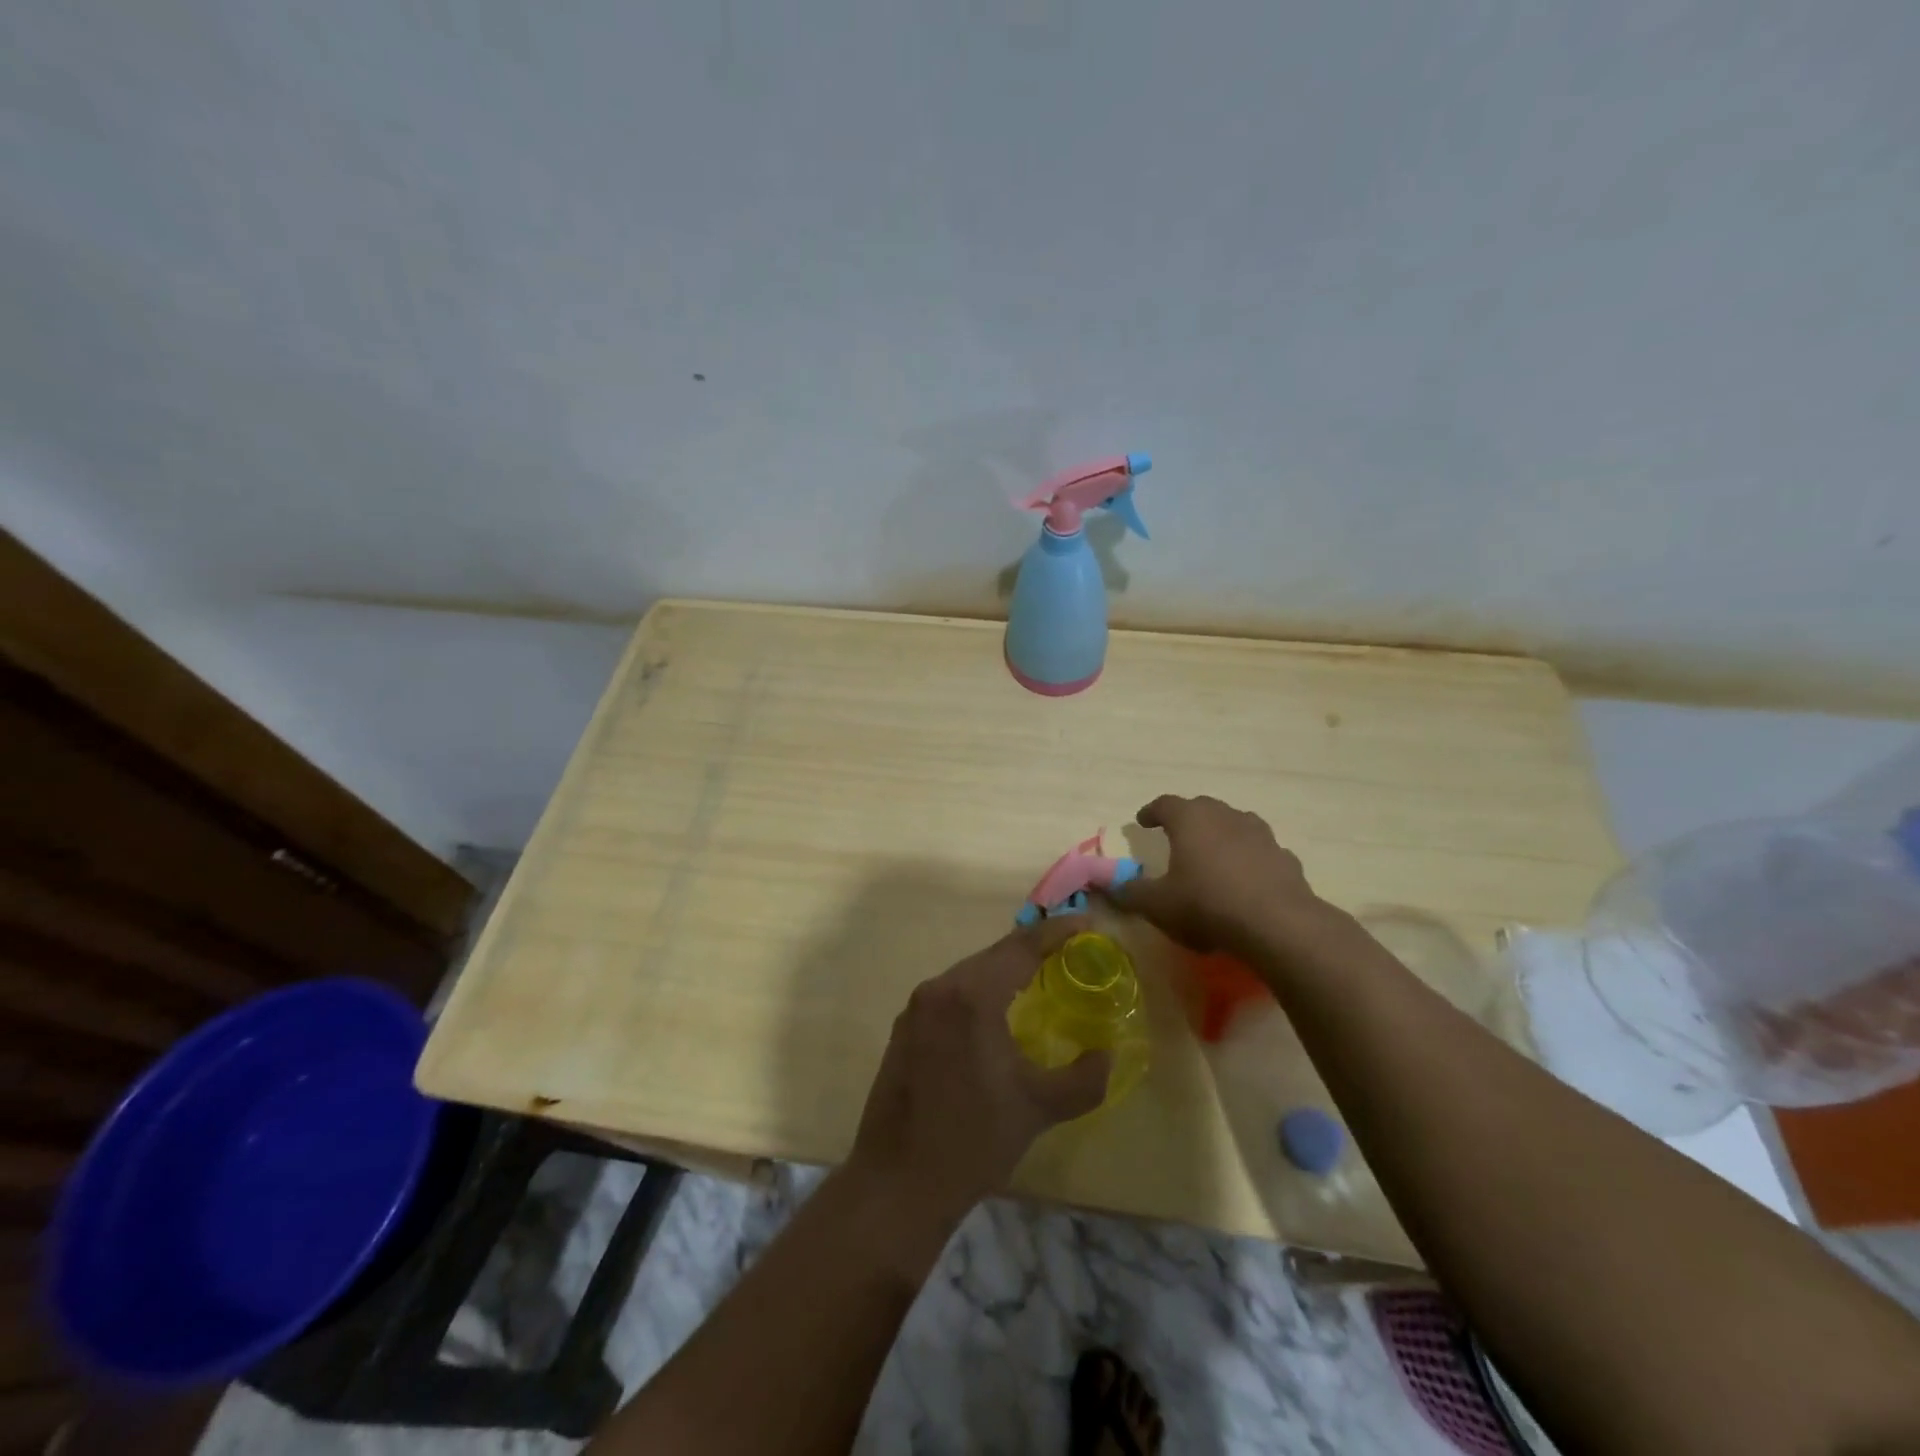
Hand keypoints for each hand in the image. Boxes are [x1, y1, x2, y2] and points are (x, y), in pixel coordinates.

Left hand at [850, 920, 1109, 1223]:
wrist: (897, 1183)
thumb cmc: (973, 1140)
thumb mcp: (1039, 1108)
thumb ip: (1084, 1078)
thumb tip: (1108, 1054)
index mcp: (972, 995)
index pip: (1021, 947)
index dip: (1057, 933)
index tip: (1086, 924)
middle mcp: (939, 988)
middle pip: (993, 956)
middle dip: (1032, 952)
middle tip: (1068, 954)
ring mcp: (915, 1008)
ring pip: (969, 975)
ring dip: (1003, 973)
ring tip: (1037, 981)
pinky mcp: (903, 1030)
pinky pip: (949, 996)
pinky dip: (978, 994)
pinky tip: (994, 1017)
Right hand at [1111, 794, 1321, 957]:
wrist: (1277, 924)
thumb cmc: (1206, 904)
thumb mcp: (1158, 904)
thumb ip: (1130, 892)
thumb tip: (1109, 886)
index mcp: (1189, 820)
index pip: (1164, 804)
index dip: (1151, 812)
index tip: (1142, 822)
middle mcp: (1225, 816)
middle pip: (1201, 807)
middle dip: (1187, 819)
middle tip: (1176, 836)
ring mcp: (1259, 834)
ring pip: (1235, 823)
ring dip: (1221, 834)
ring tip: (1212, 854)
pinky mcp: (1285, 856)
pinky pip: (1260, 850)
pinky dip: (1249, 858)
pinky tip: (1246, 879)